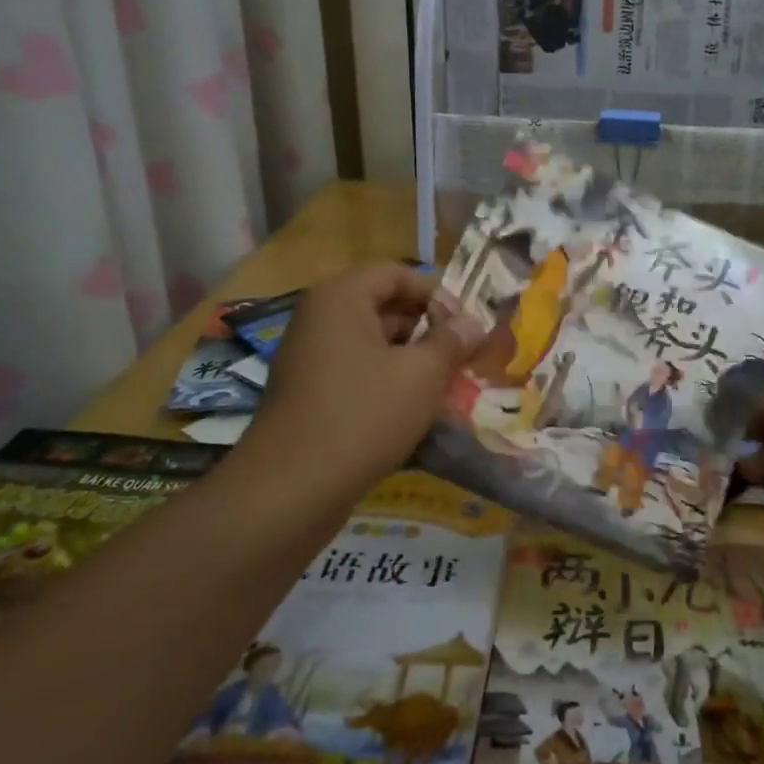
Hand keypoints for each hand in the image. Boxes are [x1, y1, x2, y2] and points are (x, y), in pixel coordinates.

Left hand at [237, 264, 483, 510]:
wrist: (291, 490)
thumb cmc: (363, 415)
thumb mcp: (422, 374)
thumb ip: (452, 341)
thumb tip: (473, 323)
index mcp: (340, 298)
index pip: (396, 273)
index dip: (436, 292)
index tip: (468, 322)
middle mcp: (320, 319)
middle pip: (383, 306)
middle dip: (428, 327)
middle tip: (465, 353)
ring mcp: (310, 358)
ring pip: (373, 343)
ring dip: (412, 358)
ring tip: (449, 384)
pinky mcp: (309, 394)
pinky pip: (357, 373)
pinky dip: (388, 382)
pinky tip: (417, 410)